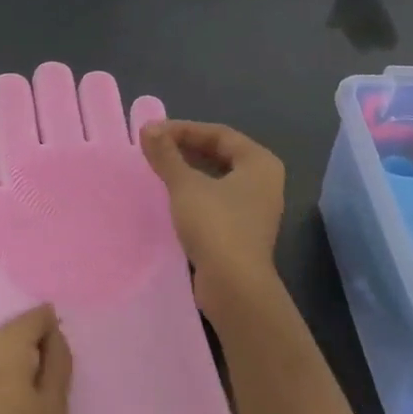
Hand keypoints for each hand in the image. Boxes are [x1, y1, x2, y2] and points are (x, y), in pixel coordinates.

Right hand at [139, 120, 285, 318]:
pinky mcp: (242, 231)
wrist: (234, 285)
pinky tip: (172, 197)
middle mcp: (264, 181)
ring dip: (189, 171)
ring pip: (218, 178)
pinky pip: (216, 200)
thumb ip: (166, 155)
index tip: (152, 133)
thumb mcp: (186, 186)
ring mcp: (255, 208)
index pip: (219, 134)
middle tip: (154, 149)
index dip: (184, 129)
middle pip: (221, 154)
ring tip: (159, 169)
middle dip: (186, 149)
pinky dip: (195, 193)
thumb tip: (148, 128)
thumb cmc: (215, 225)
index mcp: (260, 162)